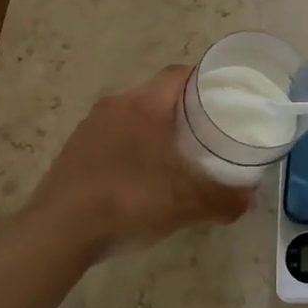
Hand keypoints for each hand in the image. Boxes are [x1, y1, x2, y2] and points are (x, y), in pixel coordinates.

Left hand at [24, 66, 251, 262]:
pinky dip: (134, 146)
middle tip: (209, 130)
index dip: (206, 81)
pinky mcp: (75, 148)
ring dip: (157, 127)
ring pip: (135, 114)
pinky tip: (142, 176)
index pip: (181, 74)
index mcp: (145, 105)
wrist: (58, 233)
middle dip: (185, 108)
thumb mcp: (186, 205)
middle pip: (159, 93)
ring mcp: (91, 126)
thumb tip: (249, 199)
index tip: (227, 98)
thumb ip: (224, 200)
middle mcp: (117, 104)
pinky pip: (114, 135)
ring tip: (179, 153)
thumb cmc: (128, 203)